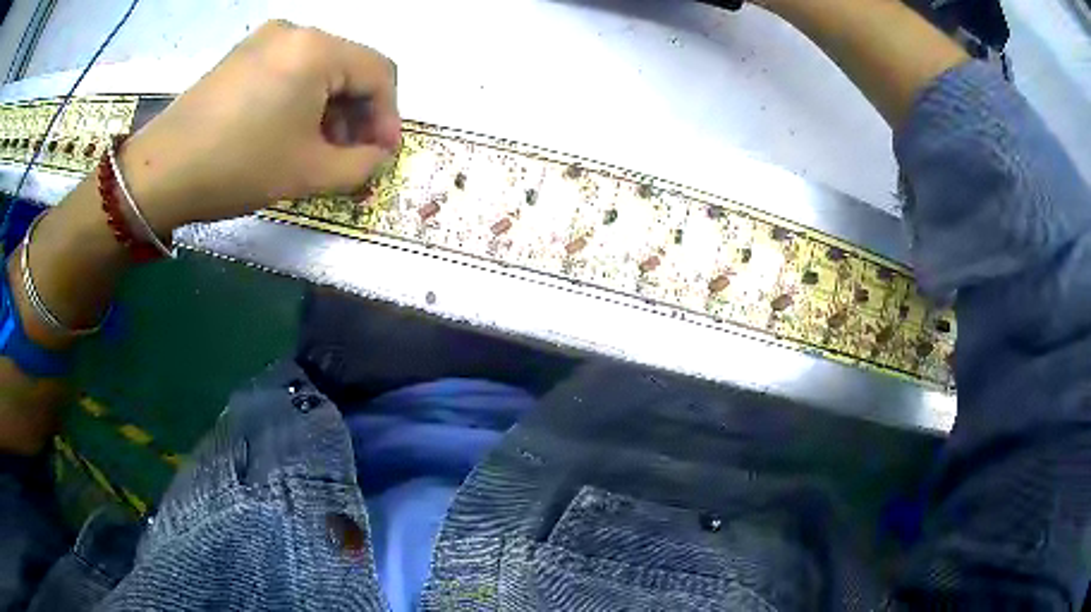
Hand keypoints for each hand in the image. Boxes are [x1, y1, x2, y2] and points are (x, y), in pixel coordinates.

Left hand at [122, 20, 400, 233]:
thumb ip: (360, 165)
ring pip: (319, 68)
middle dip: (357, 114)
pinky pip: (290, 69)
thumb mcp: (308, 173)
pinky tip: (290, 131)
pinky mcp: (243, 54)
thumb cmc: (237, 167)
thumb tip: (377, 157)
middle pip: (349, 67)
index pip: (379, 73)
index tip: (382, 154)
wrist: (160, 172)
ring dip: (330, 108)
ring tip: (320, 149)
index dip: (389, 116)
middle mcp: (295, 31)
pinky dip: (301, 99)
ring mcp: (264, 39)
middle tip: (351, 156)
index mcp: (317, 49)